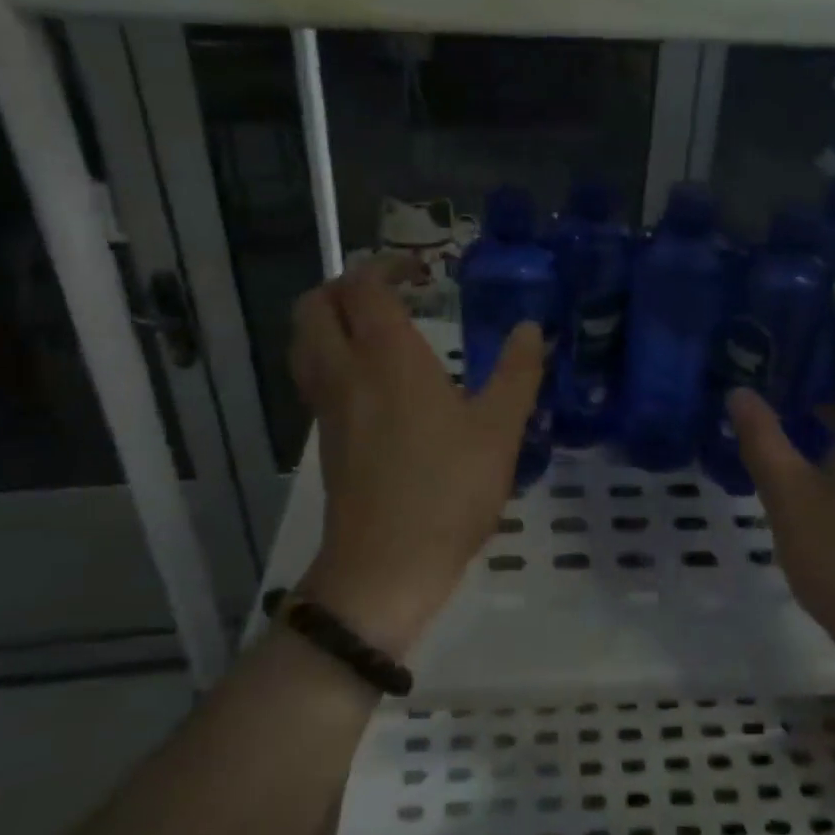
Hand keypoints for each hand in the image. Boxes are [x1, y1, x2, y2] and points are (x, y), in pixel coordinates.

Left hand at [289, 261, 545, 657]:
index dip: (387, 265)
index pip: (365, 285)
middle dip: (345, 285)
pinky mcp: (325, 438)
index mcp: (387, 357)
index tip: (422, 271)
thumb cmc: (447, 491)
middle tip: (388, 292)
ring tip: (375, 329)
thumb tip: (530, 328)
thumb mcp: (500, 430)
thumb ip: (518, 372)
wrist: (384, 568)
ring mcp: (327, 406)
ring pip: (304, 341)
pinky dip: (332, 356)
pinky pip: (314, 376)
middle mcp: (346, 371)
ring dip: (331, 319)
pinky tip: (374, 381)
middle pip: (314, 305)